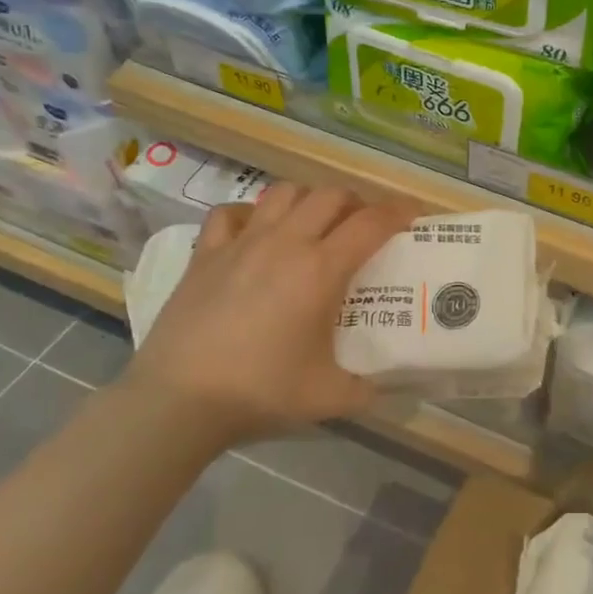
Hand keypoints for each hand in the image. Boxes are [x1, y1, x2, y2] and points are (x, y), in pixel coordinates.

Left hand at [122, 184, 412, 439]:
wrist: (178, 400)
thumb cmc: (261, 392)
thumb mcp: (330, 398)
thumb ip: (367, 388)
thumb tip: (386, 387)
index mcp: (321, 270)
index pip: (371, 223)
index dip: (398, 212)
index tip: (413, 215)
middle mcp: (285, 243)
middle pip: (329, 196)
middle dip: (355, 202)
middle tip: (363, 225)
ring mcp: (241, 243)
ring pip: (283, 193)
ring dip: (308, 200)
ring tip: (315, 223)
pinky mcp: (206, 254)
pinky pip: (230, 213)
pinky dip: (251, 214)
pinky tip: (255, 231)